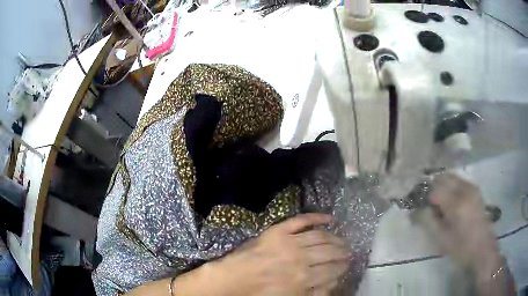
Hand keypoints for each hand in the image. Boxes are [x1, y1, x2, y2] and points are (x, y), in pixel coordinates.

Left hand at [209, 213, 349, 295]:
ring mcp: (290, 241)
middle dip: (343, 252)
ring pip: (320, 236)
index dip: (342, 267)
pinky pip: (302, 220)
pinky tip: (330, 218)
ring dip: (335, 237)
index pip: (332, 269)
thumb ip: (314, 292)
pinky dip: (318, 217)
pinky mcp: (279, 230)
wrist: (235, 278)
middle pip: (329, 251)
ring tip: (342, 239)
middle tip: (349, 251)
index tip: (347, 265)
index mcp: (304, 277)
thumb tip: (333, 282)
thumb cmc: (262, 292)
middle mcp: (301, 257)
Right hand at [425, 174, 500, 272]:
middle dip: (434, 186)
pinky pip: (460, 182)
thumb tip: (420, 209)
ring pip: (453, 177)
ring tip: (439, 200)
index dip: (426, 196)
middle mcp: (465, 190)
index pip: (435, 190)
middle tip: (428, 200)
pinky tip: (451, 200)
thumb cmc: (461, 247)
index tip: (421, 205)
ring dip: (443, 185)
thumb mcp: (443, 239)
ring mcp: (472, 188)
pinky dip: (452, 186)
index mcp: (456, 203)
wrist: (483, 248)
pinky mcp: (476, 191)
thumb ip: (430, 221)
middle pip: (445, 177)